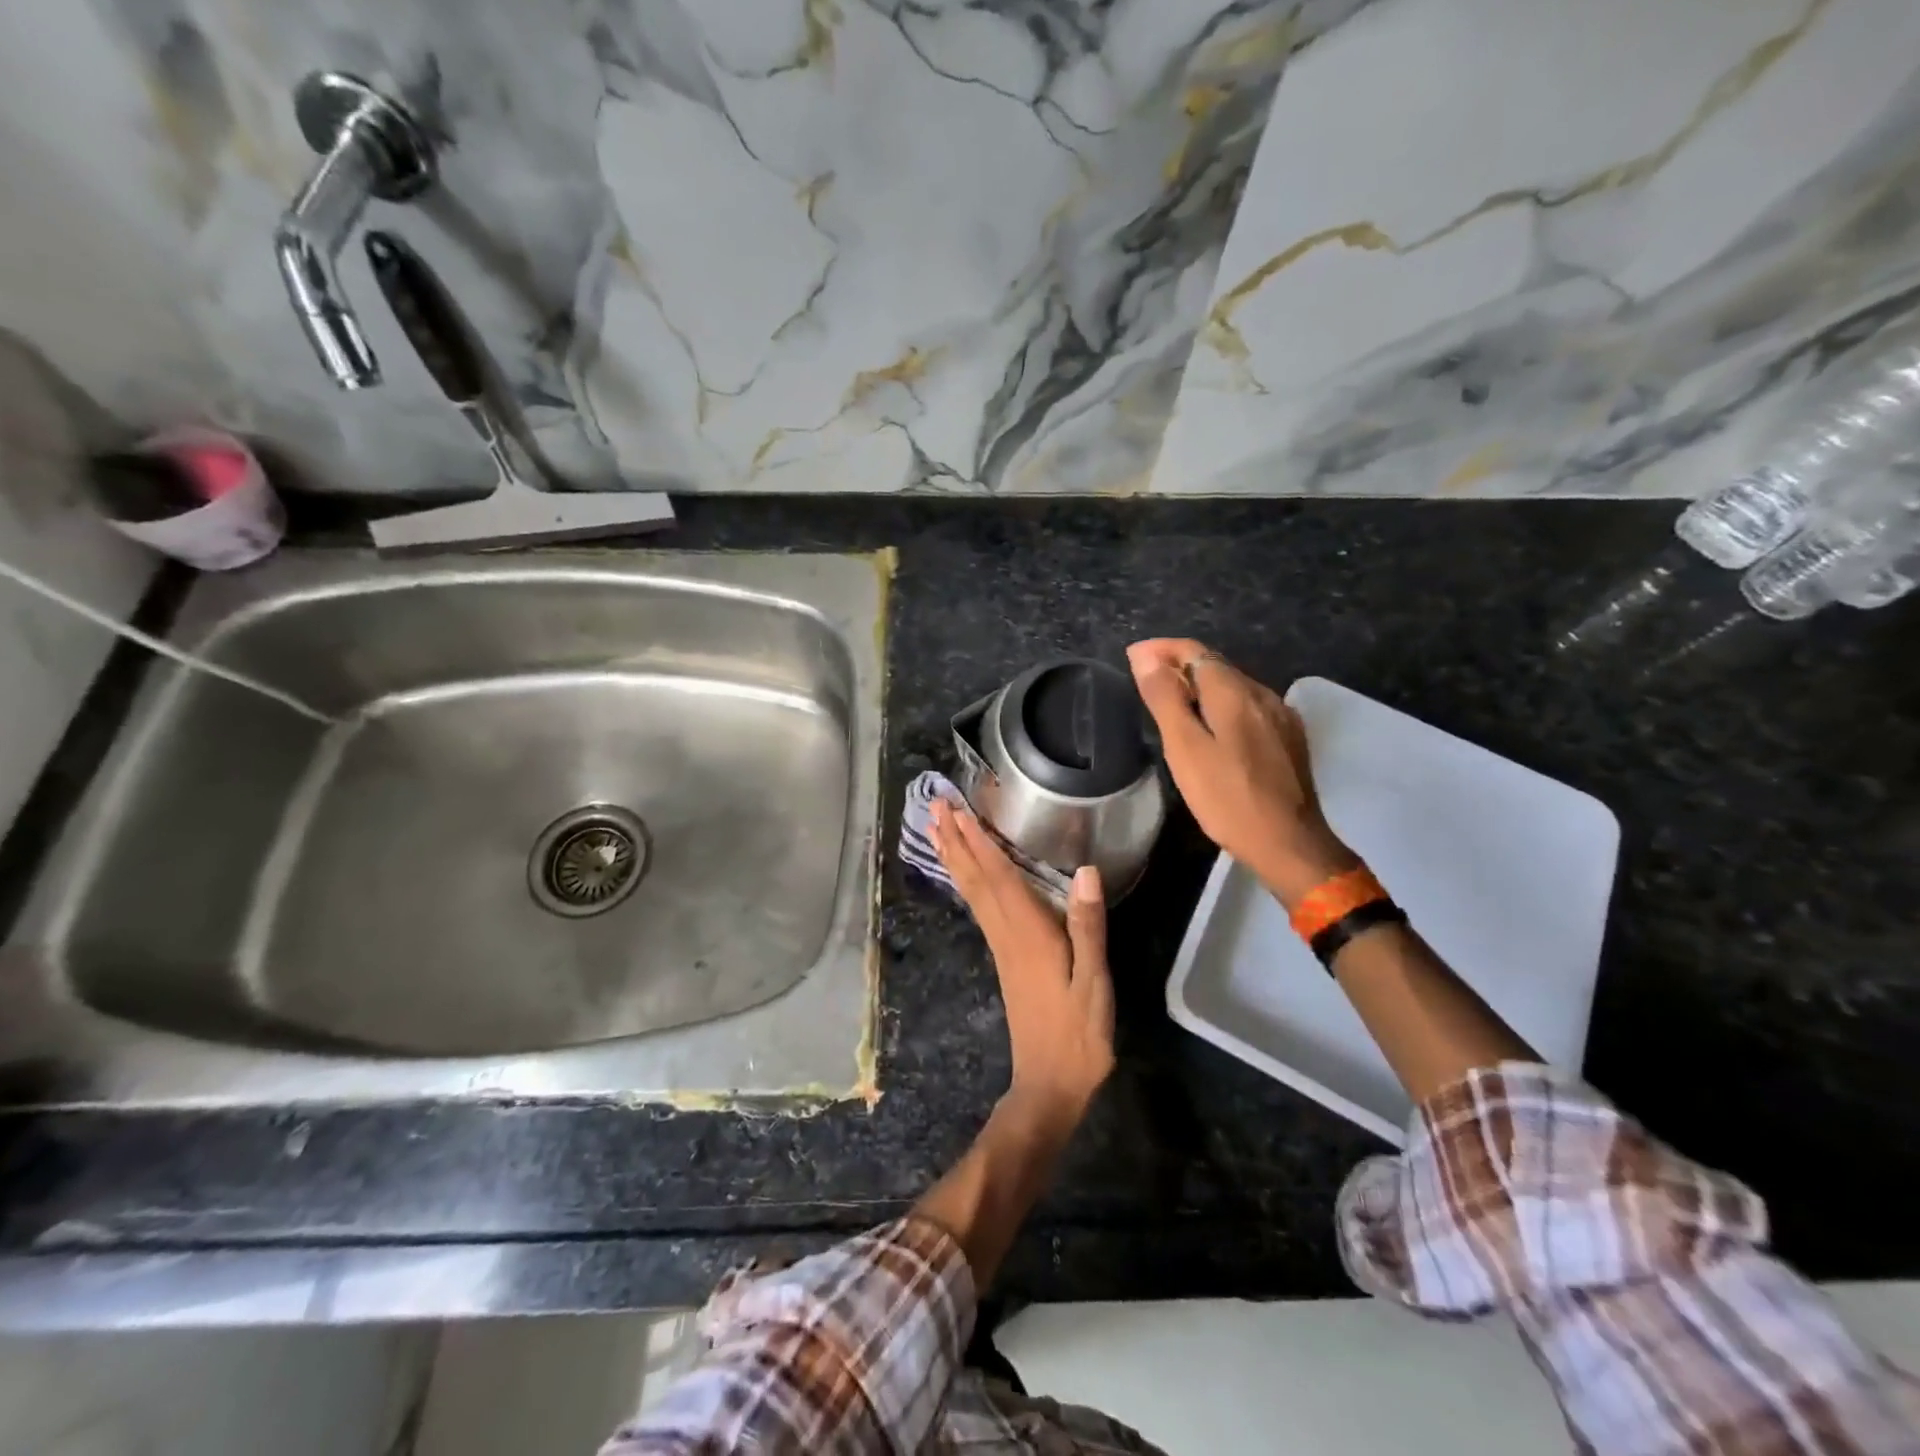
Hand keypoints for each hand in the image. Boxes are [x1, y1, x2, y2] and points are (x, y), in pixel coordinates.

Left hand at [929, 799, 1114, 1127]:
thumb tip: (1085, 871)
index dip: (978, 841)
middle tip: (934, 806)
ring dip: (954, 858)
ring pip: (971, 892)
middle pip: (975, 879)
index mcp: (1028, 933)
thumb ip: (1088, 927)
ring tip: (937, 829)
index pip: (998, 876)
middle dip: (954, 841)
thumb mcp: (1094, 982)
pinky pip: (978, 907)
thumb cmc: (1078, 1034)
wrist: (1050, 1084)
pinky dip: (967, 882)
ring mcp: (1001, 947)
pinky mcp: (1004, 958)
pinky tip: (965, 875)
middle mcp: (1006, 934)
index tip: (957, 810)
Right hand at [1127, 638, 1357, 906]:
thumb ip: (1166, 699)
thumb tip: (1145, 657)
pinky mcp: (1288, 738)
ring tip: (1172, 700)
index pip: (1194, 651)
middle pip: (1215, 665)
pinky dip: (1221, 704)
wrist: (1289, 843)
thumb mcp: (1185, 749)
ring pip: (1233, 686)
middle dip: (1179, 663)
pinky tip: (1211, 724)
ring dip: (1200, 684)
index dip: (1161, 649)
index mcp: (1234, 693)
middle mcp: (1262, 694)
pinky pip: (1247, 707)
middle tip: (1145, 677)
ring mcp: (1280, 716)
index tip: (1132, 656)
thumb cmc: (1228, 798)